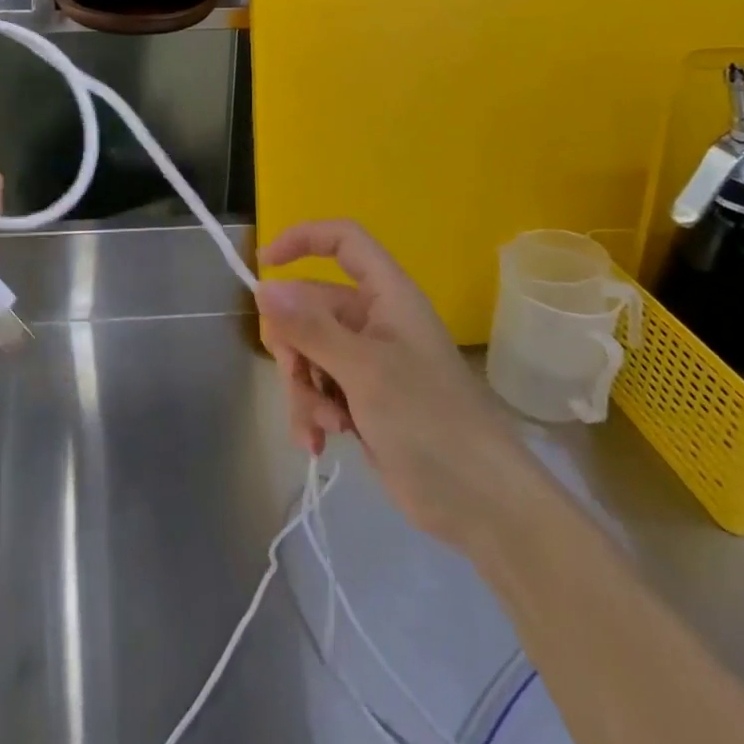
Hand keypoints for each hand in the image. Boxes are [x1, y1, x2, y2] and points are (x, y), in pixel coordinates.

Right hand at [256, 220, 515, 544]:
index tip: (264, 265)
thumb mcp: (364, 371)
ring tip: (322, 427)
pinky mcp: (363, 399)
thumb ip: (311, 328)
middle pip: (311, 306)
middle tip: (299, 380)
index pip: (343, 240)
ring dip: (304, 389)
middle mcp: (375, 320)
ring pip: (309, 352)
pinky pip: (319, 388)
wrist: (480, 504)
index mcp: (387, 295)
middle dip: (295, 347)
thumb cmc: (429, 421)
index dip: (303, 239)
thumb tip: (263, 288)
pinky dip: (313, 413)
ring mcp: (368, 361)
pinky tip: (319, 443)